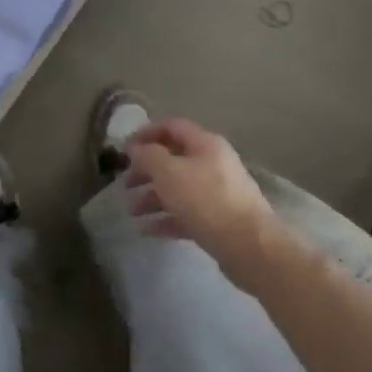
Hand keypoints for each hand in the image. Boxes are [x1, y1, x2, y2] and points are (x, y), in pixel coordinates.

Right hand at [125, 119, 279, 275]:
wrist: (248, 244)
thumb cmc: (205, 200)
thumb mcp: (169, 172)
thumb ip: (148, 156)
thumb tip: (135, 148)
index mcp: (205, 144)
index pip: (172, 127)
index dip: (146, 133)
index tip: (123, 149)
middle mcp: (213, 164)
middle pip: (173, 160)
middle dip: (146, 171)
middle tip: (124, 185)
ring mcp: (217, 193)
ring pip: (178, 189)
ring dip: (151, 197)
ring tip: (131, 212)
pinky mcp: (218, 220)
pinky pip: (185, 214)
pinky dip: (165, 219)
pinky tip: (145, 230)